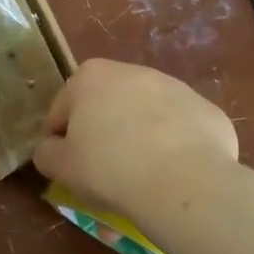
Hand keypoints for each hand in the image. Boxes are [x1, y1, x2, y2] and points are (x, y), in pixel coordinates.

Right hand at [32, 59, 239, 222]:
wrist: (184, 182)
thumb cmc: (110, 169)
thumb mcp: (61, 167)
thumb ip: (47, 153)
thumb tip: (52, 148)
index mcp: (90, 77)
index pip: (62, 110)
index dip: (61, 140)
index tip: (70, 166)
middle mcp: (133, 71)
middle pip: (107, 106)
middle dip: (103, 133)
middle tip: (105, 172)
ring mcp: (175, 87)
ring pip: (146, 116)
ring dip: (140, 138)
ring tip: (142, 177)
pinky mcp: (206, 109)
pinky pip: (180, 130)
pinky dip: (175, 147)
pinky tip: (174, 175)